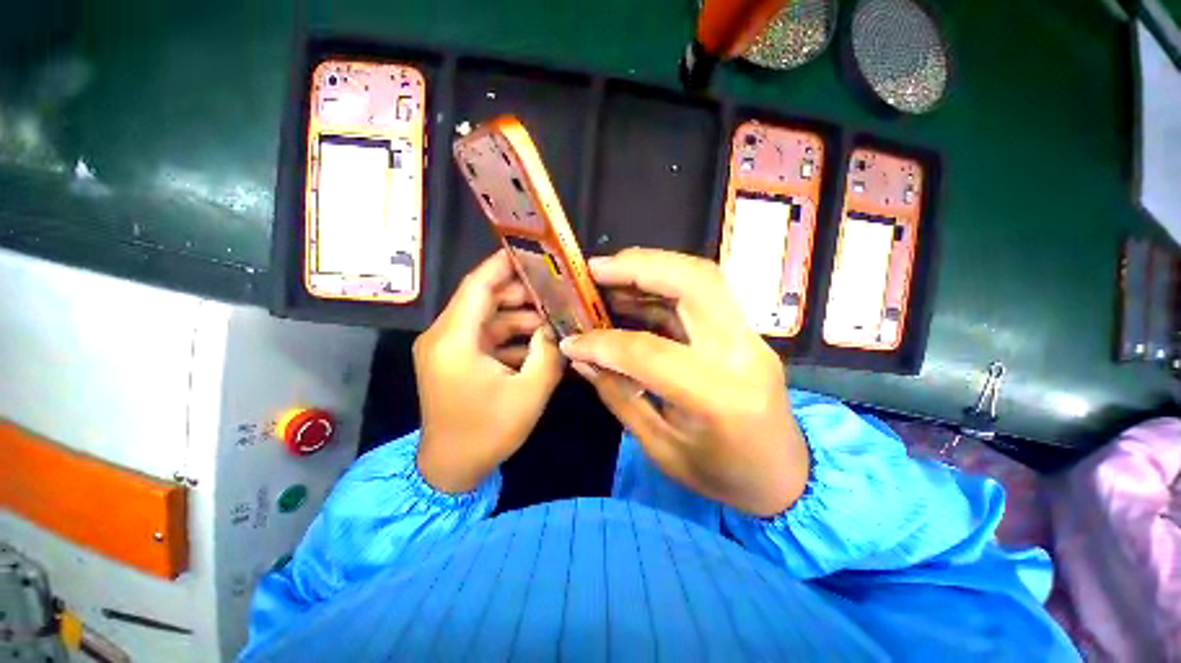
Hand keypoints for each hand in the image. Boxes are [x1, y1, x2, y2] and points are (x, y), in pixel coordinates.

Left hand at [414, 250, 563, 492]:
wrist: (452, 469)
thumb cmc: (488, 432)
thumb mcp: (529, 392)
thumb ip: (548, 353)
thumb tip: (557, 329)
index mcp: (454, 340)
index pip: (477, 286)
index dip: (503, 266)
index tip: (531, 253)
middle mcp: (443, 337)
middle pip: (483, 299)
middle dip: (520, 293)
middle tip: (554, 291)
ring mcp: (447, 349)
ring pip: (486, 318)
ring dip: (518, 317)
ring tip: (552, 318)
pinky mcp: (455, 360)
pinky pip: (485, 337)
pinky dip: (510, 335)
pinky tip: (537, 341)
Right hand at [559, 248, 808, 516]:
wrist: (784, 477)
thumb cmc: (722, 475)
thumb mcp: (661, 448)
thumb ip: (620, 395)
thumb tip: (583, 358)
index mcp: (718, 395)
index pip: (649, 352)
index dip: (602, 342)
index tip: (572, 340)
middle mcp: (741, 353)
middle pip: (695, 283)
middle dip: (640, 267)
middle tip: (595, 269)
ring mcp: (750, 337)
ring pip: (703, 278)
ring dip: (652, 268)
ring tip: (608, 273)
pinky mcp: (745, 332)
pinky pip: (703, 294)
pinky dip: (664, 286)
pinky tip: (634, 293)